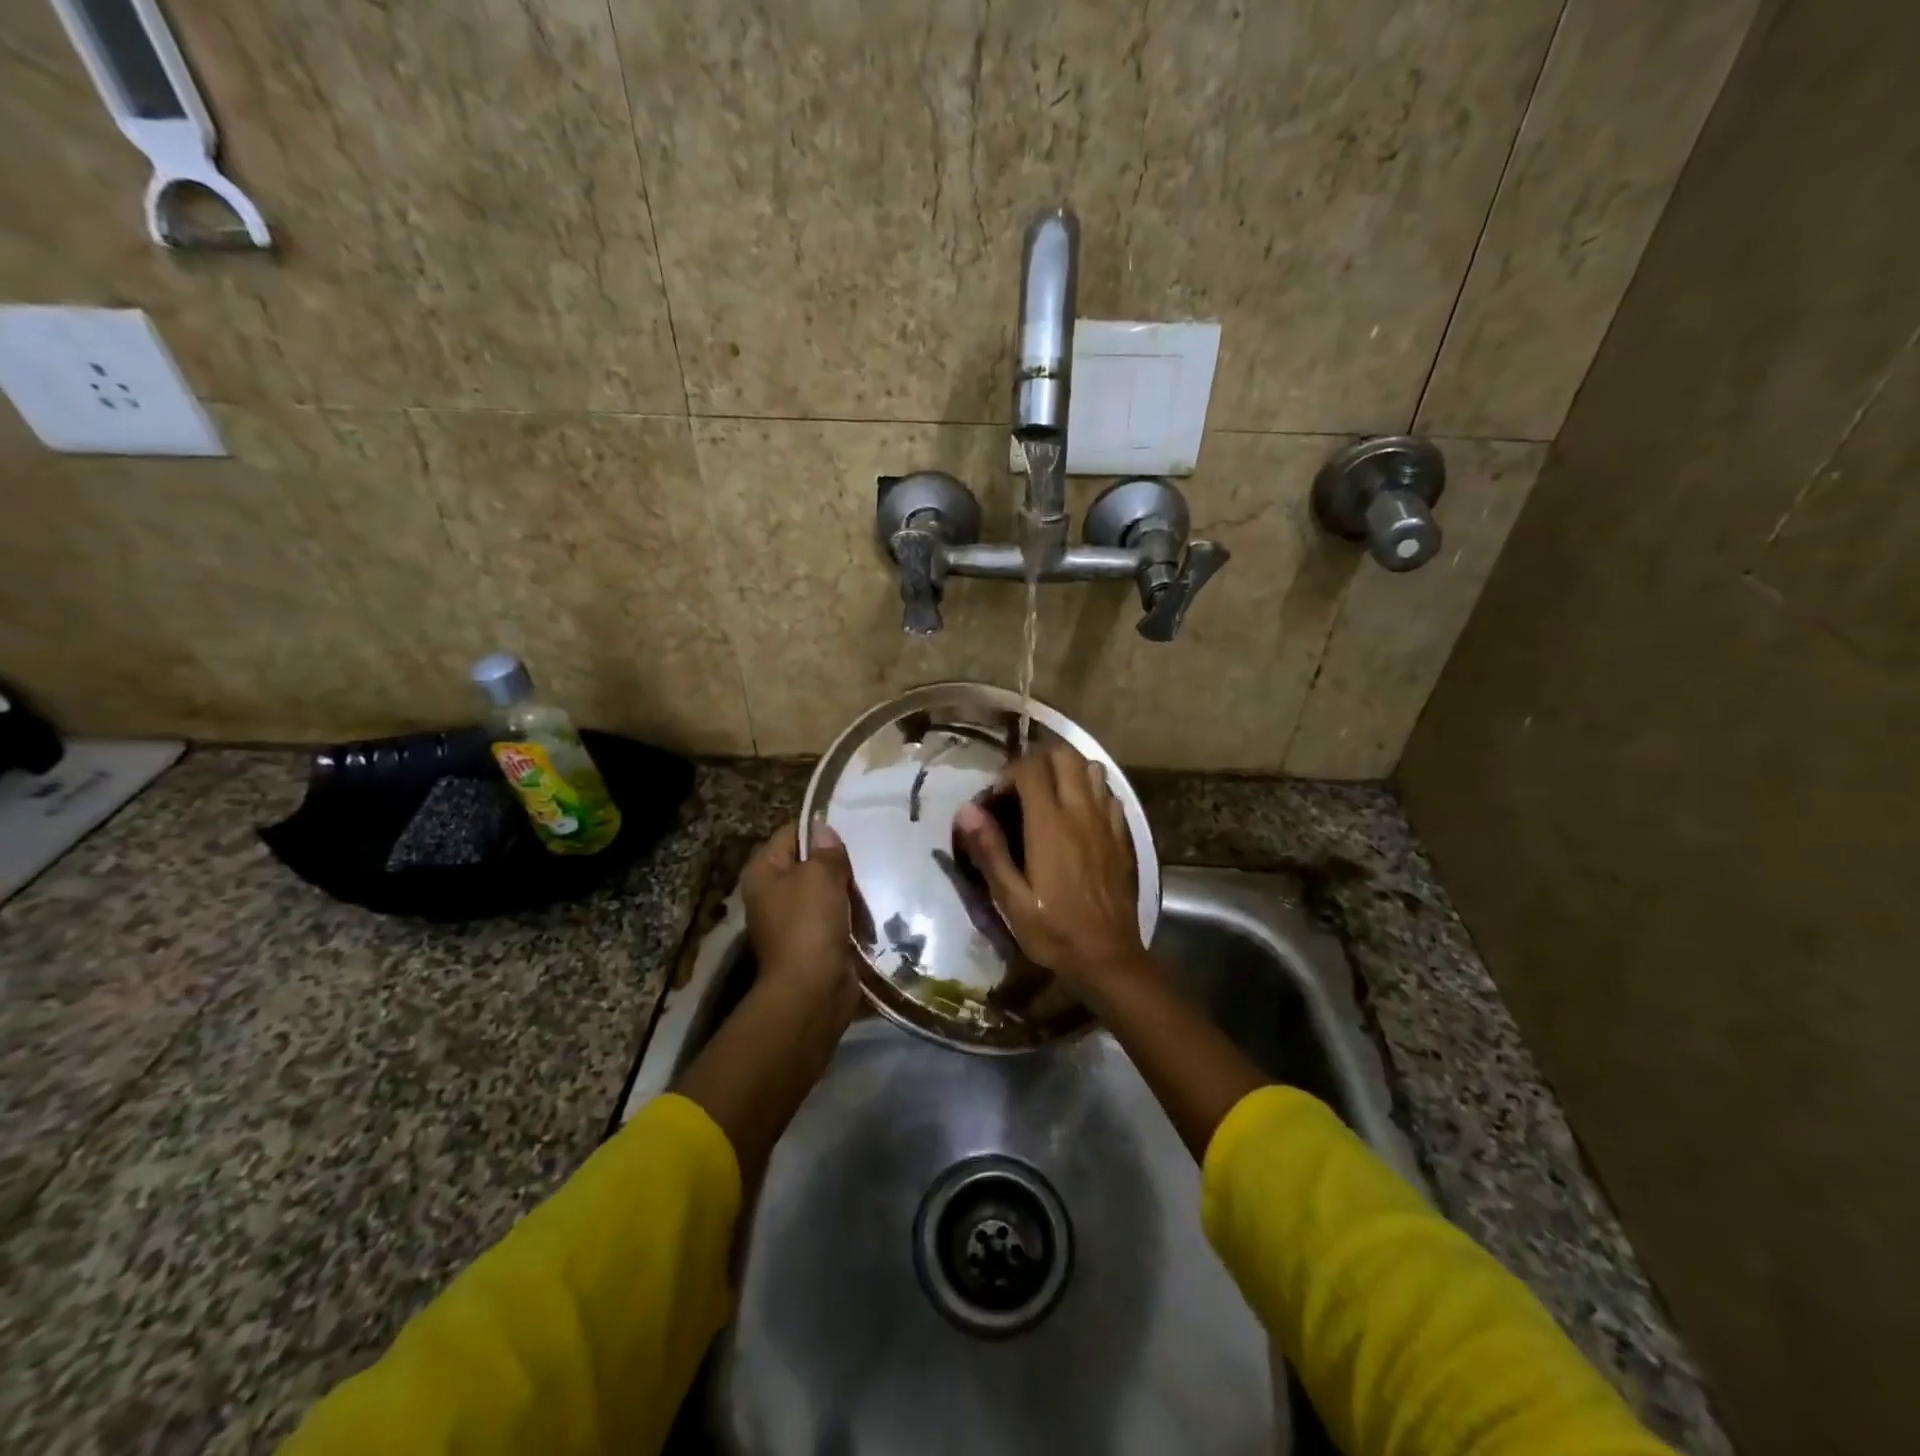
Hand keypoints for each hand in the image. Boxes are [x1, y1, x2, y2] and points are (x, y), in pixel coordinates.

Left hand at [742, 820, 860, 1020]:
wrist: (812, 990)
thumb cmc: (809, 923)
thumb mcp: (820, 875)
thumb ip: (826, 850)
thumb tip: (824, 831)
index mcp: (763, 872)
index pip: (790, 834)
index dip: (818, 830)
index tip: (850, 829)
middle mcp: (771, 894)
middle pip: (808, 864)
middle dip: (836, 862)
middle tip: (865, 857)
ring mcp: (791, 921)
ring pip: (824, 892)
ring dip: (847, 890)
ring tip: (871, 882)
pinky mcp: (812, 943)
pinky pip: (834, 918)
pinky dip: (850, 915)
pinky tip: (869, 910)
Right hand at [954, 746, 1149, 996]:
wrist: (1108, 956)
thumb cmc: (1053, 931)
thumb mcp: (1010, 899)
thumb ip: (990, 850)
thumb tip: (966, 809)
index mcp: (1050, 825)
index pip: (1031, 769)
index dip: (1009, 773)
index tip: (996, 798)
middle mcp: (1081, 813)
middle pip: (1065, 757)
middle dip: (1039, 761)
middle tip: (1022, 787)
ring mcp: (1106, 822)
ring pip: (1092, 769)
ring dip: (1069, 771)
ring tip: (1051, 794)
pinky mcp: (1122, 836)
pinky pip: (1109, 795)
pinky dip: (1093, 791)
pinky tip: (1080, 814)